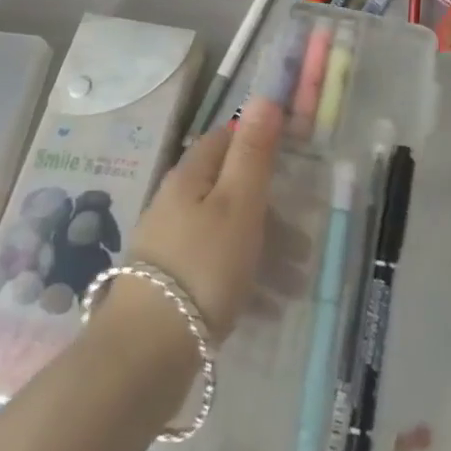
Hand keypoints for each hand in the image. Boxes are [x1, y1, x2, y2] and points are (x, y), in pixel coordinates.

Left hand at [127, 97, 283, 339]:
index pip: (225, 140)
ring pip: (227, 234)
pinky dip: (246, 281)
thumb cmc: (203, 265)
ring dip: (265, 252)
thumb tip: (264, 96)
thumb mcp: (239, 203)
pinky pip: (217, 271)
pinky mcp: (170, 286)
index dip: (258, 144)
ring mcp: (171, 246)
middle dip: (272, 211)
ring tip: (297, 283)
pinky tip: (270, 308)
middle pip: (230, 191)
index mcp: (190, 177)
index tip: (293, 162)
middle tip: (305, 243)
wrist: (145, 354)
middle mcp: (176, 204)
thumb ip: (253, 152)